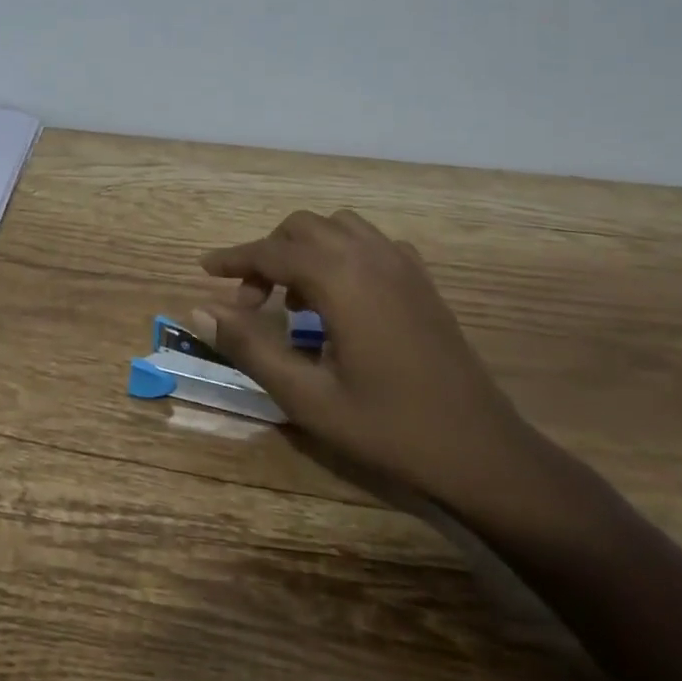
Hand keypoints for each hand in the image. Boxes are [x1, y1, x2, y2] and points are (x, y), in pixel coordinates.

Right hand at [195, 210, 539, 510]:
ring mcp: (402, 264)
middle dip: (268, 255)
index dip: (234, 259)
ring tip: (295, 299)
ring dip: (305, 250)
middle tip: (252, 304)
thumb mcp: (307, 397)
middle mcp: (370, 256)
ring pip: (337, 227)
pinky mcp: (422, 281)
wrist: (482, 452)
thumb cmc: (389, 428)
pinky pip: (370, 243)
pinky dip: (341, 254)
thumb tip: (199, 311)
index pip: (271, 251)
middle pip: (302, 228)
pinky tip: (341, 297)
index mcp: (341, 278)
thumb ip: (250, 348)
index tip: (205, 269)